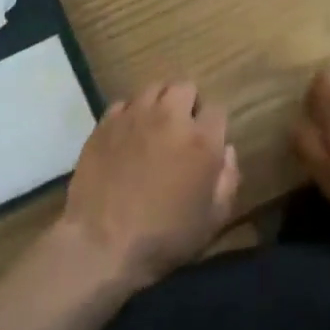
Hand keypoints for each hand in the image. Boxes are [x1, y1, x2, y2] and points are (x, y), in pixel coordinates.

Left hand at [59, 81, 239, 286]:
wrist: (101, 243)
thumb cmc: (163, 237)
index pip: (217, 110)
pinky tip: (127, 136)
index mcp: (201, 141)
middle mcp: (169, 117)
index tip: (208, 142)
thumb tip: (227, 150)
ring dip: (159, 103)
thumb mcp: (213, 220)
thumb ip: (228, 179)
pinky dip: (130, 114)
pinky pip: (123, 103)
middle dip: (188, 103)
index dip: (214, 125)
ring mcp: (134, 116)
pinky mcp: (105, 122)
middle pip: (185, 87)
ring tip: (154, 127)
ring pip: (153, 88)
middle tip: (182, 130)